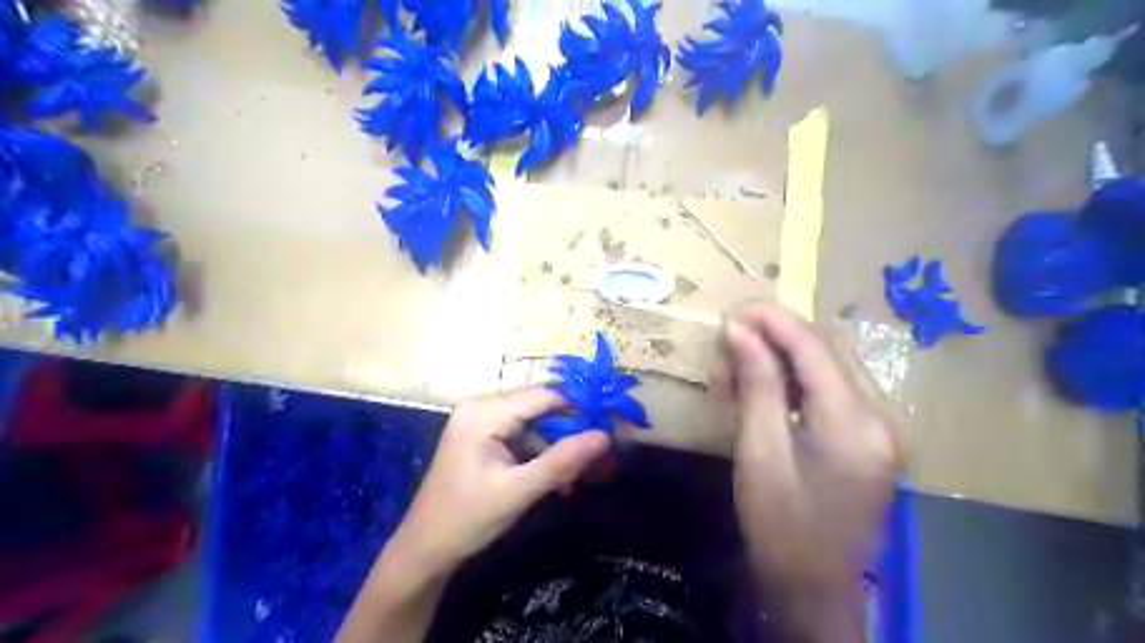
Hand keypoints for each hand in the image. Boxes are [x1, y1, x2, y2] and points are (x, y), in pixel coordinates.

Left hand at [388, 388, 612, 568]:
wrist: (425, 549)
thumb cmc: (467, 519)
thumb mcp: (519, 491)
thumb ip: (562, 462)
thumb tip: (605, 436)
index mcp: (485, 411)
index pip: (545, 396)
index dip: (582, 407)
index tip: (612, 426)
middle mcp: (482, 406)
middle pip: (541, 408)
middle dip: (572, 432)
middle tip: (602, 455)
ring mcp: (481, 421)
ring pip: (535, 424)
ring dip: (559, 448)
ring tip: (581, 476)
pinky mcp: (483, 436)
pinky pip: (523, 436)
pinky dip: (542, 455)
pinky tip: (558, 479)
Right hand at [722, 304, 904, 624]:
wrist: (814, 587)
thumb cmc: (779, 526)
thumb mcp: (759, 453)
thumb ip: (757, 385)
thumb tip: (739, 331)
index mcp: (854, 424)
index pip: (814, 348)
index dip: (773, 320)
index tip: (733, 310)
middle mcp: (881, 416)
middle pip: (828, 350)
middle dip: (778, 334)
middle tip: (730, 337)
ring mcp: (883, 427)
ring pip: (832, 365)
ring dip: (787, 354)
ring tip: (742, 360)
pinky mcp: (873, 437)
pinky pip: (835, 388)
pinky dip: (800, 377)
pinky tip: (768, 385)